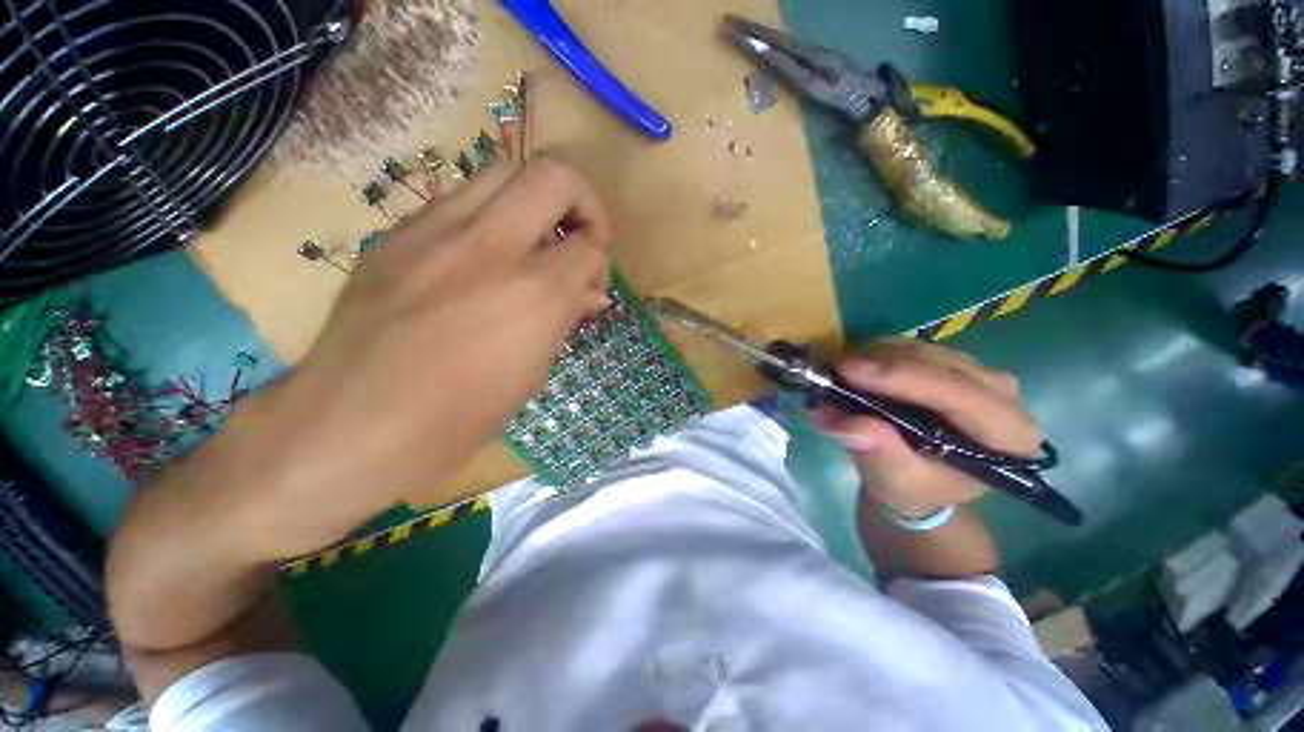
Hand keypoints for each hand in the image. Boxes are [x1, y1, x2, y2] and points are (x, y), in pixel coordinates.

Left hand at [218, 158, 612, 559]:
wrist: (351, 425)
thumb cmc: (460, 417)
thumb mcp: (532, 374)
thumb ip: (565, 320)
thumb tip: (590, 294)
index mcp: (534, 294)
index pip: (588, 247)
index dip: (599, 264)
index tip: (591, 286)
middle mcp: (491, 247)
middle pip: (554, 176)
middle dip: (582, 202)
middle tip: (578, 238)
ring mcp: (435, 231)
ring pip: (503, 172)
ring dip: (533, 201)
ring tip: (532, 242)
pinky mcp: (397, 234)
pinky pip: (457, 200)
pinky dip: (488, 218)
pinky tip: (481, 257)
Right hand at [815, 340, 1041, 519]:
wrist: (917, 478)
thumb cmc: (914, 490)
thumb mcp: (896, 483)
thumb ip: (879, 454)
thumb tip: (846, 422)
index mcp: (1009, 436)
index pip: (960, 394)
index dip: (902, 378)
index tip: (849, 371)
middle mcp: (1003, 395)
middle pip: (939, 364)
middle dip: (881, 365)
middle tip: (833, 373)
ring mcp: (976, 372)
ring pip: (922, 349)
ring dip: (874, 358)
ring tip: (837, 376)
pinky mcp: (948, 362)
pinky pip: (910, 345)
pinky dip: (875, 354)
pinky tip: (853, 369)